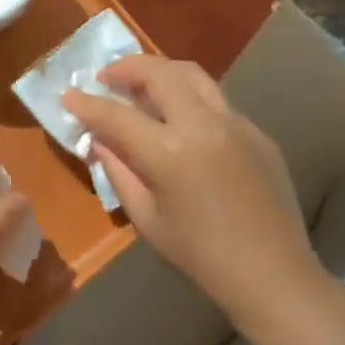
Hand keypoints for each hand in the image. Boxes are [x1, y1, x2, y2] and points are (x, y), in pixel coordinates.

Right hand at [65, 55, 324, 333]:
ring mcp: (236, 123)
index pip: (116, 114)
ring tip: (142, 86)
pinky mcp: (257, 132)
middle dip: (125, 68)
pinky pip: (216, 101)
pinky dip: (190, 98)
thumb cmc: (202, 256)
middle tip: (106, 78)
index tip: (68, 94)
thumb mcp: (147, 219)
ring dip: (160, 72)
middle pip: (158, 72)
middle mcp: (203, 125)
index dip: (87, 103)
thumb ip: (119, 171)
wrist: (275, 277)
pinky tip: (182, 121)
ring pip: (192, 74)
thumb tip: (99, 141)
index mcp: (170, 152)